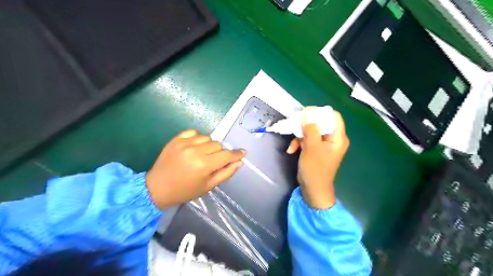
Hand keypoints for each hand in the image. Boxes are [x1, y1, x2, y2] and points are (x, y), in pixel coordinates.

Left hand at [146, 129, 245, 208]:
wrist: (157, 188)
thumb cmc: (185, 191)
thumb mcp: (208, 186)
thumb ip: (226, 173)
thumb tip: (239, 162)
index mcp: (204, 165)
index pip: (226, 155)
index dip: (236, 154)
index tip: (242, 153)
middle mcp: (195, 151)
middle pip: (218, 145)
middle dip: (220, 153)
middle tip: (213, 161)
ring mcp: (184, 143)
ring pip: (207, 137)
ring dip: (209, 145)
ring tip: (202, 154)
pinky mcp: (175, 139)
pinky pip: (193, 132)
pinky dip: (197, 138)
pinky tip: (194, 146)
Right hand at [286, 110, 349, 208]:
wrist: (313, 189)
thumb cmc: (315, 169)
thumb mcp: (311, 147)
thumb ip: (311, 129)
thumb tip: (308, 114)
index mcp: (338, 138)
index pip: (334, 116)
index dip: (320, 112)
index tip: (306, 113)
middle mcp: (333, 139)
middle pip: (321, 123)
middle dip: (306, 124)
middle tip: (295, 125)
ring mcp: (324, 145)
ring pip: (312, 131)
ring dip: (300, 136)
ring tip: (292, 144)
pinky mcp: (316, 149)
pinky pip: (308, 140)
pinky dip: (299, 143)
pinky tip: (291, 150)